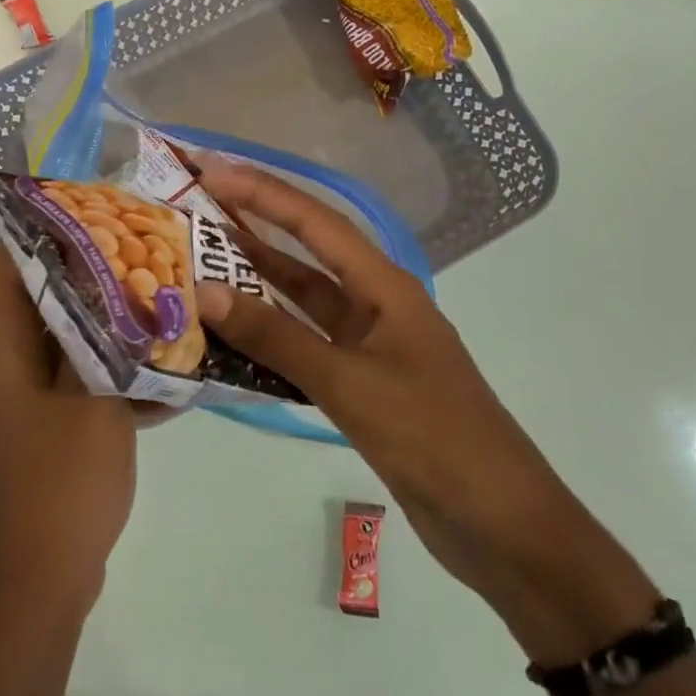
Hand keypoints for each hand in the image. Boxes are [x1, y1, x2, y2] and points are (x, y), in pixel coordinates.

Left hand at [0, 244, 142, 613]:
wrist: (45, 579)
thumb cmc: (63, 484)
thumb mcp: (91, 400)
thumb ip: (100, 336)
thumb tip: (109, 282)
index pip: (5, 264)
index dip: (42, 228)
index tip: (93, 207)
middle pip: (37, 296)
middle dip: (88, 271)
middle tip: (141, 248)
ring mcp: (19, 397)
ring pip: (61, 336)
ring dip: (104, 319)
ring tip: (157, 295)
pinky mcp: (41, 423)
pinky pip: (73, 376)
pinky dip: (107, 365)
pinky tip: (161, 366)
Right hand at [194, 165, 657, 660]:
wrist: (500, 523)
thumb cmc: (434, 438)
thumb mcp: (350, 383)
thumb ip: (277, 338)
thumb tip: (204, 292)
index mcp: (385, 289)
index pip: (316, 224)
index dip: (264, 194)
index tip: (213, 172)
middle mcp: (376, 307)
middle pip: (306, 257)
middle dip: (254, 230)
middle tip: (195, 211)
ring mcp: (368, 349)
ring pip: (302, 306)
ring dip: (257, 286)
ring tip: (198, 265)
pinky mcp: (361, 388)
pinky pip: (304, 350)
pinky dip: (269, 341)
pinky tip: (230, 339)